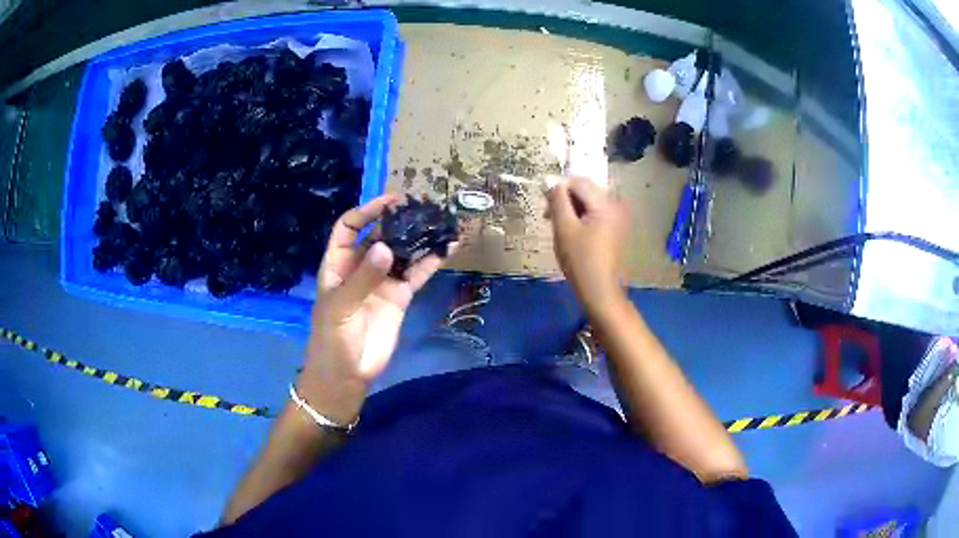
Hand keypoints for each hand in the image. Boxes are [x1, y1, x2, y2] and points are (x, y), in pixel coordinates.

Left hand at [299, 195, 447, 423]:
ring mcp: (382, 281)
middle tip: (422, 205)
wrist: (347, 374)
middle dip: (398, 220)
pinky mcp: (400, 297)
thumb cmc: (332, 337)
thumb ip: (363, 278)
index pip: (349, 227)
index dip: (366, 211)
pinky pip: (416, 274)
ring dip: (418, 238)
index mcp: (338, 263)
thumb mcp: (340, 306)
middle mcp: (361, 267)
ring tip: (440, 222)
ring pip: (401, 252)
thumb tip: (385, 246)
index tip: (390, 201)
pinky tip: (447, 249)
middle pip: (379, 235)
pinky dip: (431, 262)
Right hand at [547, 177, 628, 312]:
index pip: (578, 182)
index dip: (558, 189)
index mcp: (605, 203)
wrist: (600, 291)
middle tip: (549, 217)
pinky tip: (573, 233)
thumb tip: (553, 184)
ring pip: (589, 202)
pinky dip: (582, 217)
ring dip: (572, 209)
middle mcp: (615, 205)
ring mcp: (617, 218)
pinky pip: (596, 213)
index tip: (545, 207)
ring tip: (559, 227)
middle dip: (565, 199)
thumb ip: (558, 201)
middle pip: (585, 190)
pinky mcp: (615, 229)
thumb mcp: (564, 229)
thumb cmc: (580, 260)